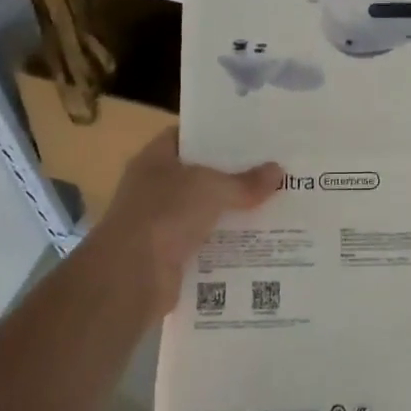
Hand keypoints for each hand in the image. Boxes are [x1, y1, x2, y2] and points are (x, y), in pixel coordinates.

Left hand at [89, 130, 280, 312]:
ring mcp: (161, 224)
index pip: (184, 138)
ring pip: (205, 213)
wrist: (132, 276)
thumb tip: (278, 171)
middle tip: (272, 172)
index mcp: (155, 160)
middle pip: (199, 177)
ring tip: (275, 207)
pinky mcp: (171, 256)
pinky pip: (207, 245)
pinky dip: (228, 245)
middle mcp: (154, 189)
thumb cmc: (166, 214)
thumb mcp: (212, 188)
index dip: (213, 135)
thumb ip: (245, 182)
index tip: (248, 138)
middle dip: (233, 177)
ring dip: (233, 214)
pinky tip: (259, 243)